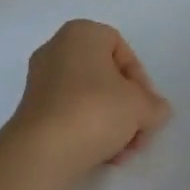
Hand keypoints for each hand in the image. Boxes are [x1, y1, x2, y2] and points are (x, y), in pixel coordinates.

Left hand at [5, 20, 171, 187]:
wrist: (41, 152)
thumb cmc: (94, 111)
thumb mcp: (139, 106)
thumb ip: (155, 105)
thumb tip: (158, 110)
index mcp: (81, 33)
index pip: (122, 50)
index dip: (141, 80)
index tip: (147, 108)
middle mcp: (57, 48)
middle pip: (106, 77)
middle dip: (127, 108)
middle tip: (139, 135)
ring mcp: (41, 80)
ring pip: (89, 98)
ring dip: (112, 124)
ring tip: (122, 153)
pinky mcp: (32, 109)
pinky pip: (70, 114)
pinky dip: (88, 131)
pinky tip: (103, 157)